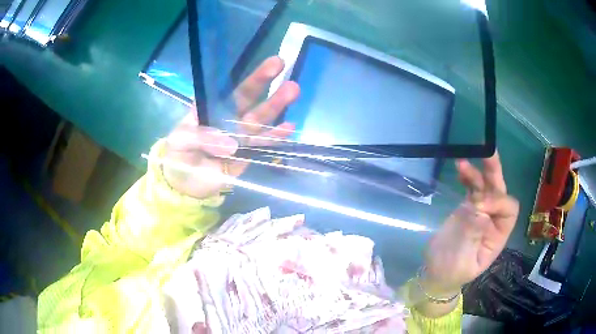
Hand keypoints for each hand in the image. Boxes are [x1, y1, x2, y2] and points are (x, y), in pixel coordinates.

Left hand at [163, 56, 299, 198]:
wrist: (183, 185)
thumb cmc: (178, 155)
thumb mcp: (180, 140)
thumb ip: (201, 136)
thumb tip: (232, 144)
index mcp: (214, 108)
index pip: (236, 90)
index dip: (255, 78)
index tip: (274, 64)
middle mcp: (231, 119)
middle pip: (253, 101)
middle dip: (271, 87)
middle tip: (289, 77)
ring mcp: (241, 137)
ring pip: (261, 121)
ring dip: (276, 107)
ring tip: (294, 92)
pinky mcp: (247, 156)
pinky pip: (262, 145)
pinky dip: (275, 137)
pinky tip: (288, 128)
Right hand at [421, 153, 518, 297]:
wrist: (436, 273)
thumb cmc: (452, 272)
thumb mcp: (464, 260)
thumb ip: (472, 234)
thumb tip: (478, 207)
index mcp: (498, 235)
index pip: (508, 210)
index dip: (497, 202)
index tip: (477, 205)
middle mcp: (494, 220)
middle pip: (500, 192)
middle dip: (495, 173)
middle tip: (487, 154)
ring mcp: (481, 212)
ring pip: (485, 187)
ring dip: (478, 172)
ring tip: (463, 162)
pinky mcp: (468, 208)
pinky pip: (471, 189)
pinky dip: (467, 178)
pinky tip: (460, 169)